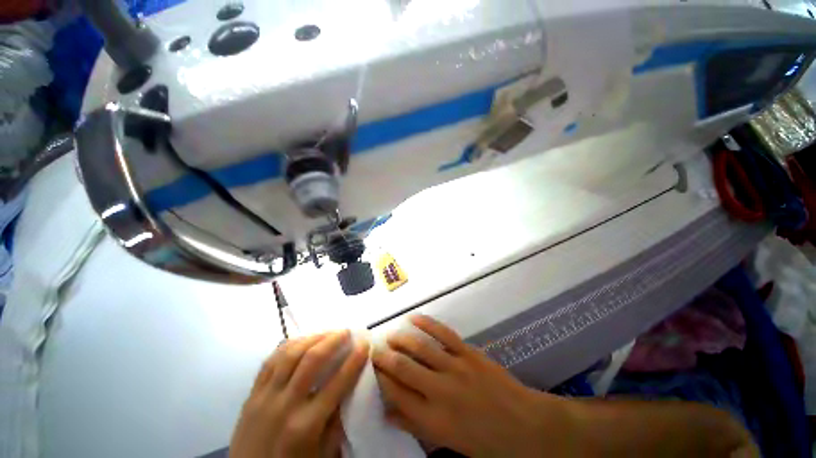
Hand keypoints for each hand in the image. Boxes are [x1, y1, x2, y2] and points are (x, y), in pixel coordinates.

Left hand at [229, 331, 368, 457]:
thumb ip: (337, 421)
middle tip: (346, 332)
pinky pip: (270, 360)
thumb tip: (350, 387)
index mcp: (306, 426)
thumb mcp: (322, 454)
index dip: (354, 360)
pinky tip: (303, 341)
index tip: (365, 344)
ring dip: (313, 338)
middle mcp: (284, 405)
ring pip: (290, 354)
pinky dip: (289, 345)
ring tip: (327, 333)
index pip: (337, 383)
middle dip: (333, 340)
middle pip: (311, 360)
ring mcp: (264, 397)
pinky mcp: (251, 394)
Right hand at [372, 315, 574, 456]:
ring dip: (401, 338)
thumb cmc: (486, 442)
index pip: (396, 395)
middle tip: (373, 349)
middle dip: (384, 356)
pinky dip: (426, 323)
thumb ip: (416, 425)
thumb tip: (388, 412)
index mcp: (434, 420)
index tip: (371, 370)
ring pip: (420, 347)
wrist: (526, 426)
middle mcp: (440, 391)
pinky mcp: (468, 352)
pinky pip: (443, 333)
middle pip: (403, 368)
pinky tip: (413, 318)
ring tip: (390, 335)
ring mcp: (455, 367)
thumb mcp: (448, 443)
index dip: (380, 379)